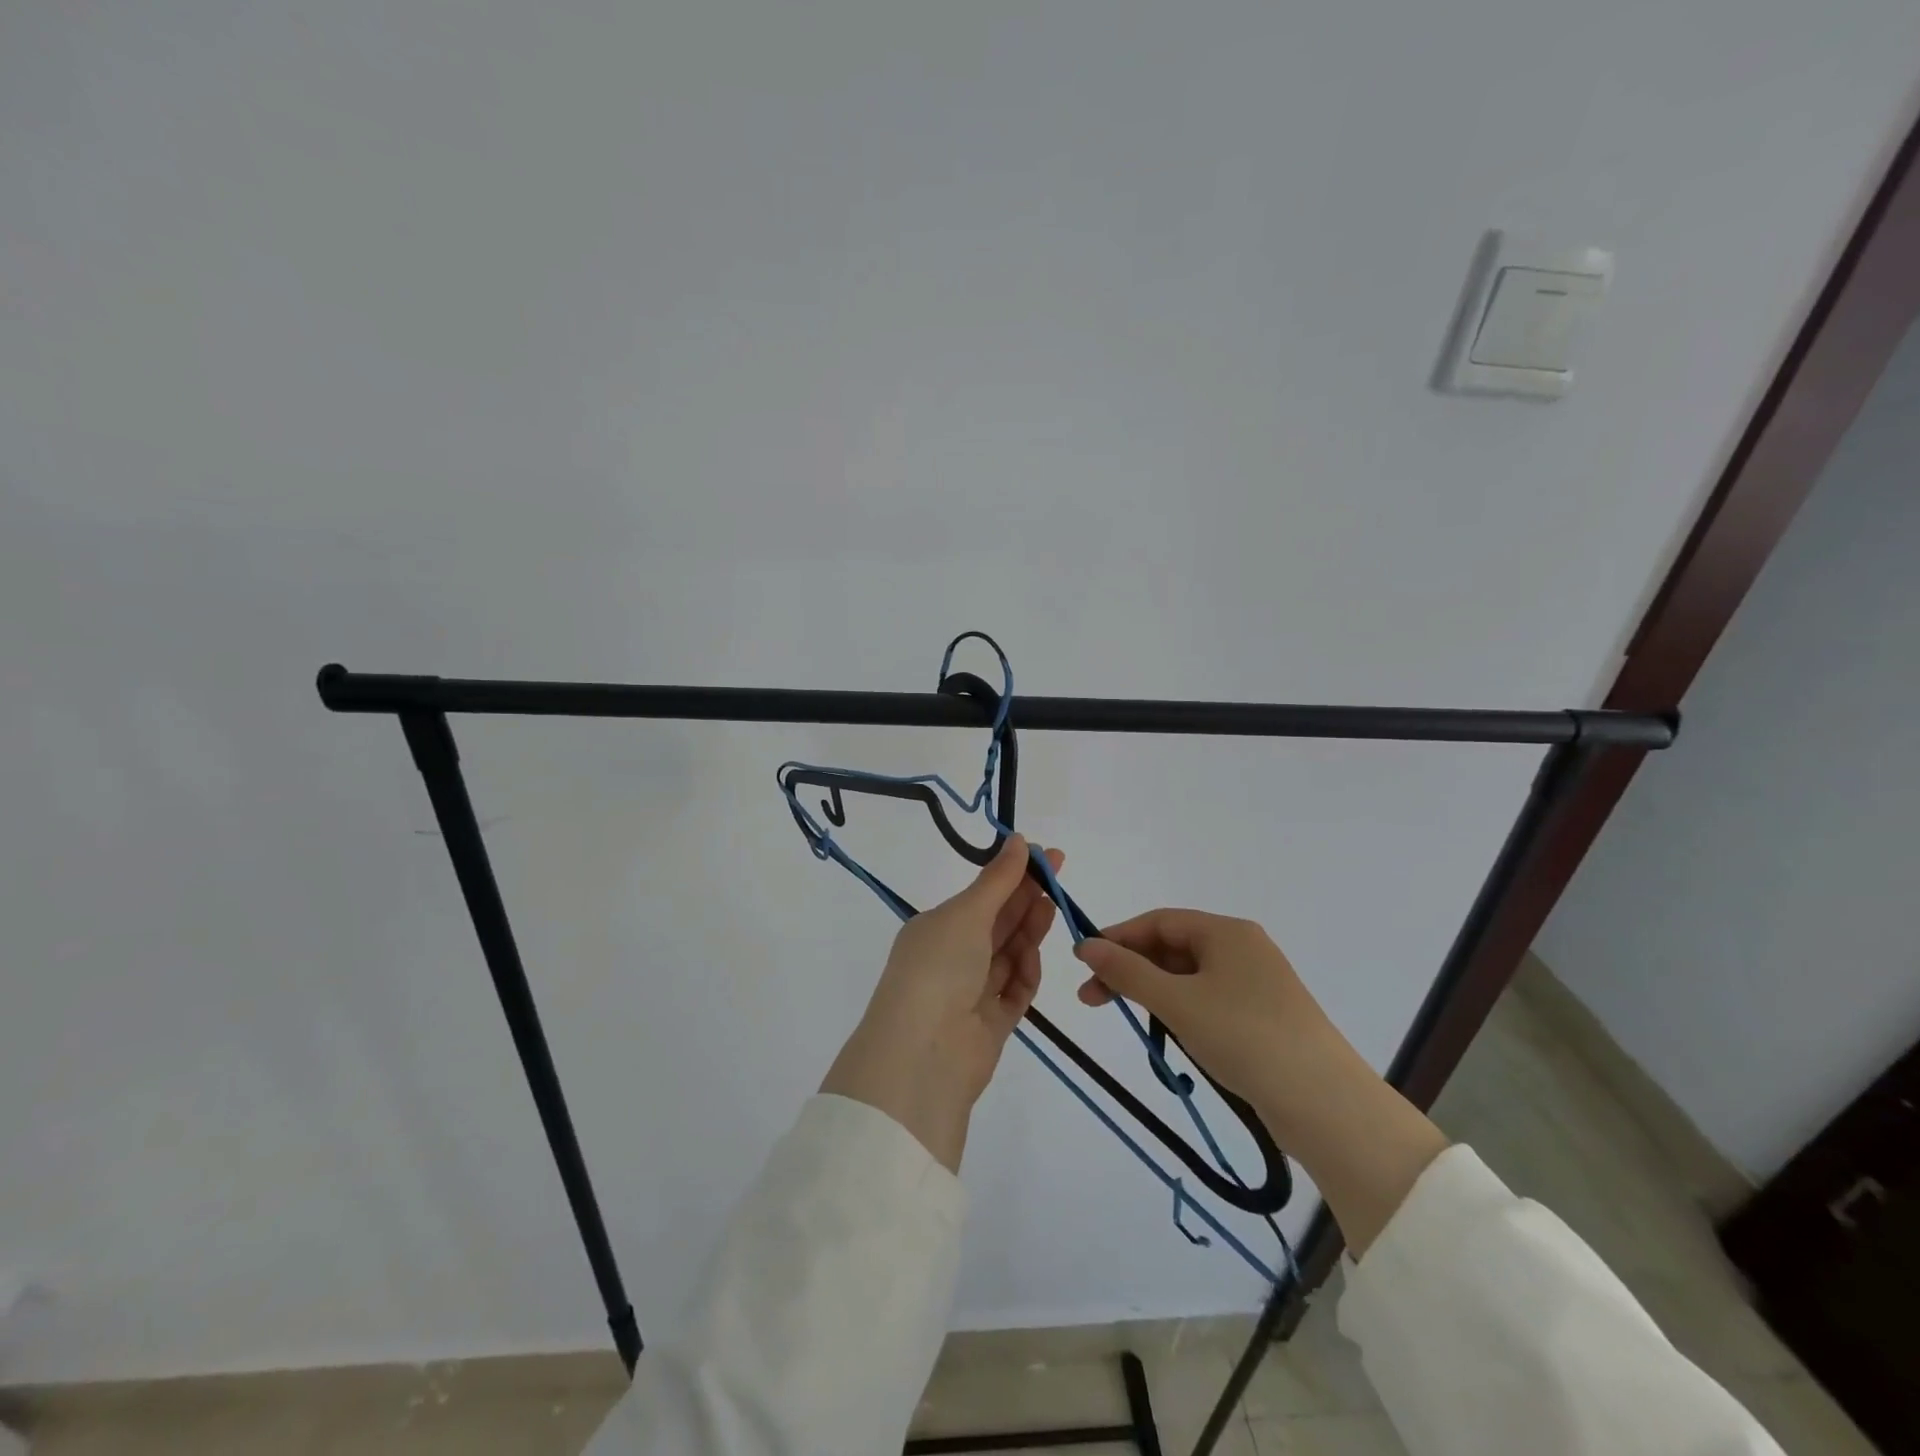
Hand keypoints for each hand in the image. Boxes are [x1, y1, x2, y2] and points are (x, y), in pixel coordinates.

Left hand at [821, 835, 1061, 1171]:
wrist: (924, 1054)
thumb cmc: (939, 968)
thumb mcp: (967, 914)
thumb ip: (998, 880)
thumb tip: (1018, 839)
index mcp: (936, 929)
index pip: (981, 896)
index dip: (1013, 875)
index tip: (1046, 856)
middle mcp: (951, 958)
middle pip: (997, 924)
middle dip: (1026, 899)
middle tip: (1058, 877)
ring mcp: (970, 993)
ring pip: (1008, 955)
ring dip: (1028, 933)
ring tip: (1053, 910)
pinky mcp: (990, 1024)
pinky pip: (1014, 991)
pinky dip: (1025, 974)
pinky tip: (1033, 959)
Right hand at [1074, 908, 1448, 1254]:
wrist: (1326, 1105)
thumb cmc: (1244, 1037)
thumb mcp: (1177, 1002)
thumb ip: (1128, 972)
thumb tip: (1085, 945)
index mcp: (1227, 932)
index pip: (1158, 921)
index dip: (1117, 937)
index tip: (1082, 962)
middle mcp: (1244, 948)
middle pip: (1172, 948)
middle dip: (1130, 969)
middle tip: (1092, 999)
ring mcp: (1257, 984)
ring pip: (1189, 977)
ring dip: (1152, 992)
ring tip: (1126, 1018)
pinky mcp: (1265, 1017)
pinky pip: (1209, 1000)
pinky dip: (1180, 1010)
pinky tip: (1168, 1033)